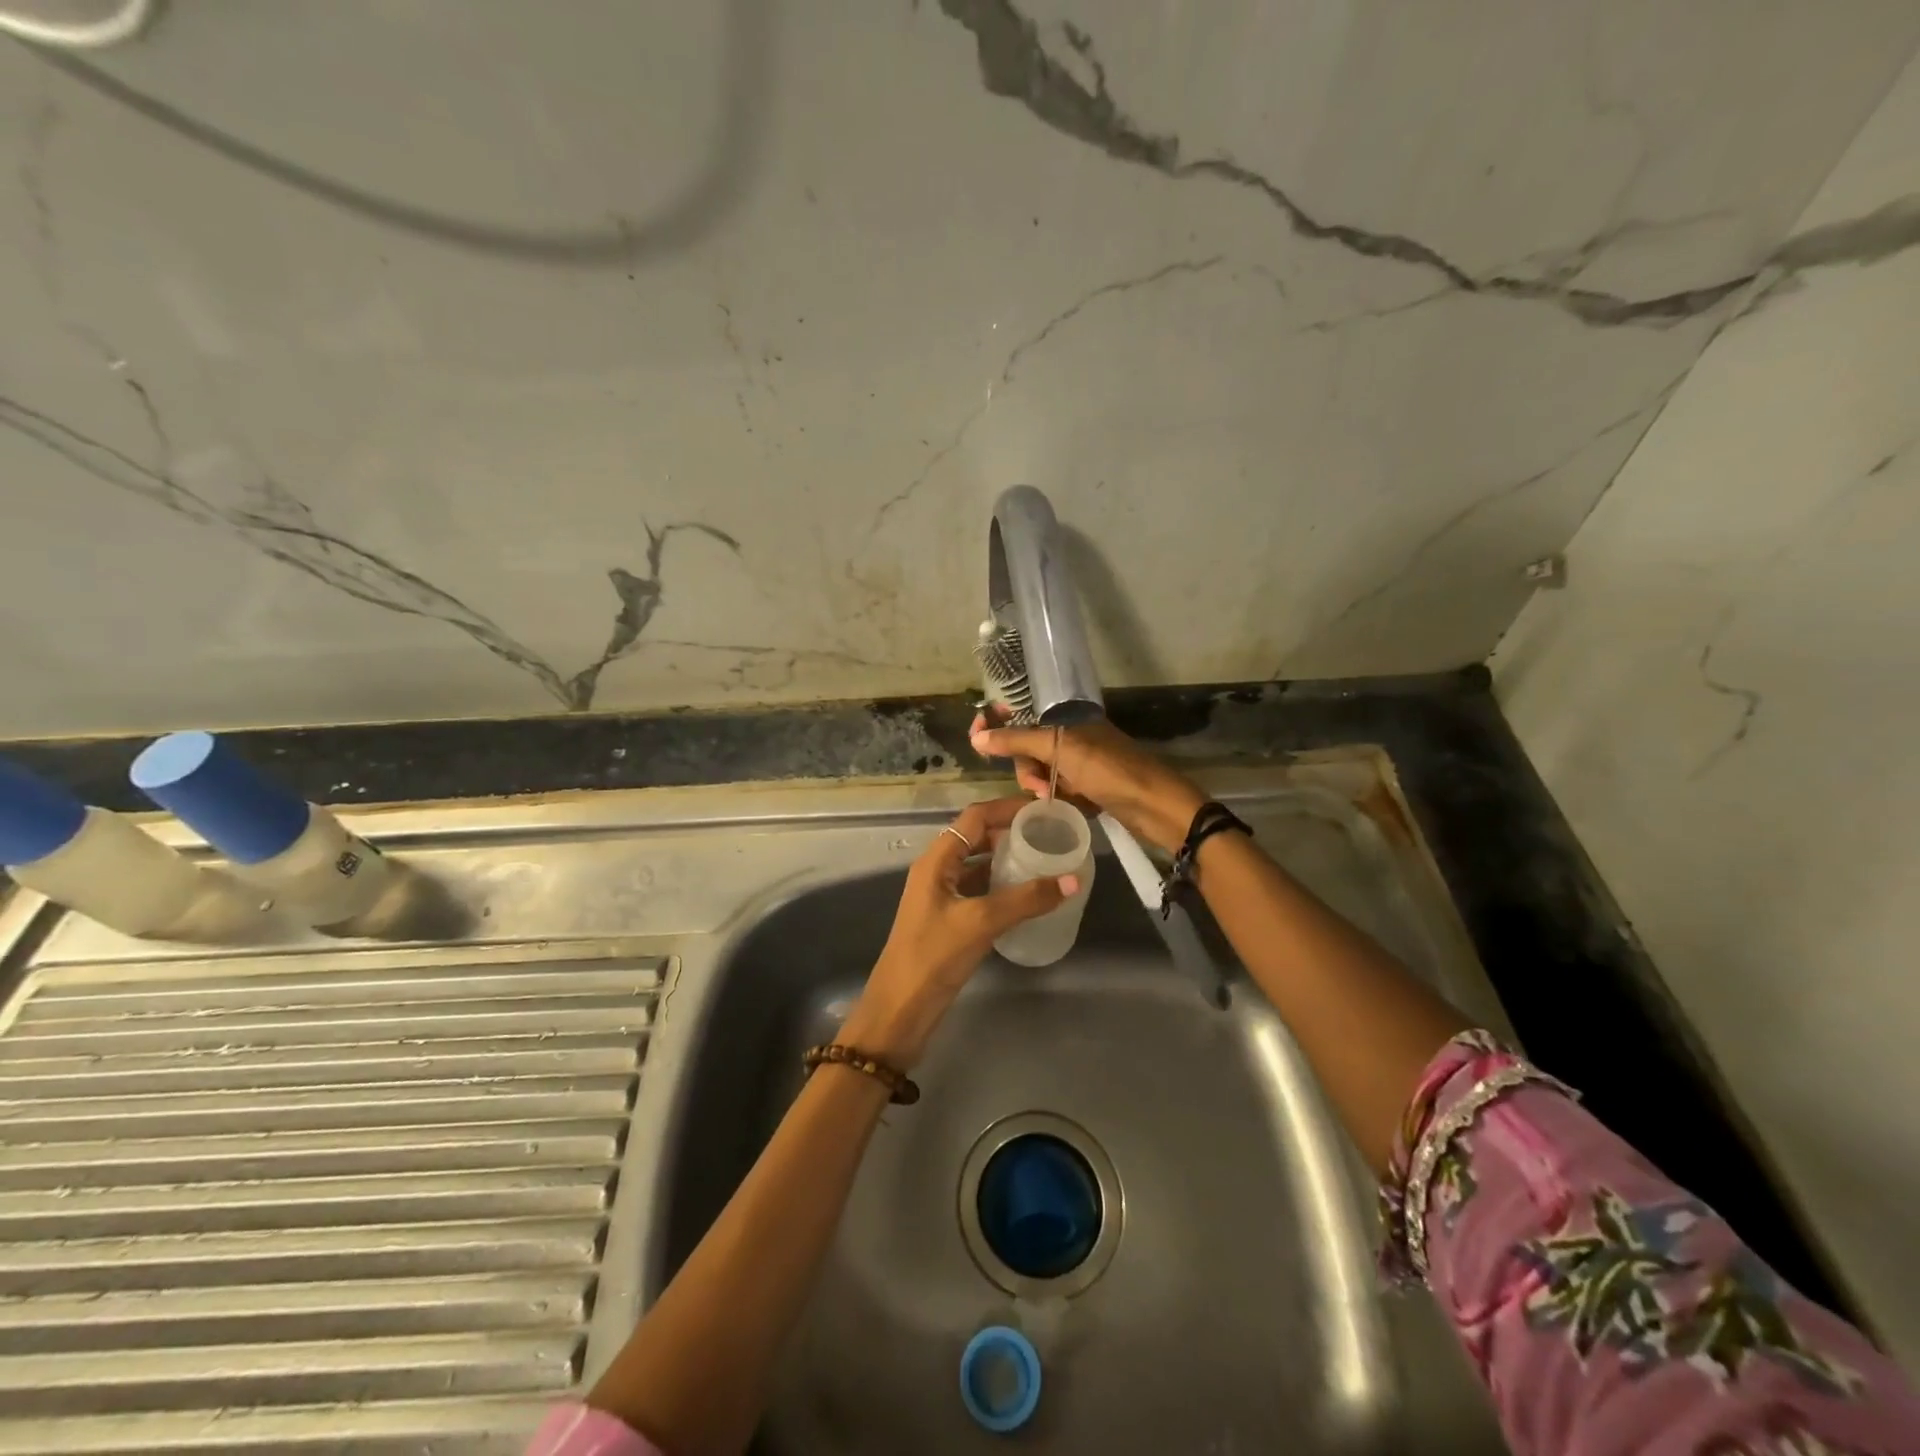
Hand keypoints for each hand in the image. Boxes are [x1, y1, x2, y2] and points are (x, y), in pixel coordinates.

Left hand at [840, 796, 1079, 1069]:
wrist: (900, 1011)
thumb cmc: (933, 957)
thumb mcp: (980, 923)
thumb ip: (1026, 899)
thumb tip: (1073, 879)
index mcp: (936, 861)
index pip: (975, 818)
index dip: (1007, 808)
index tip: (1044, 809)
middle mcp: (937, 871)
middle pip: (976, 838)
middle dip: (1011, 832)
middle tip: (1050, 834)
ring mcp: (942, 897)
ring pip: (978, 865)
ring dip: (1008, 860)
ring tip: (1046, 860)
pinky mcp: (949, 920)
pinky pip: (979, 891)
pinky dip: (1002, 887)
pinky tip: (1028, 896)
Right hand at [969, 714, 1206, 854]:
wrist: (1156, 806)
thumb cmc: (1109, 770)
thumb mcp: (1060, 750)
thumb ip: (1017, 741)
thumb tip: (977, 737)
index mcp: (1068, 719)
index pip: (1023, 714)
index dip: (998, 722)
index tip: (976, 736)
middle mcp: (1073, 737)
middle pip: (1028, 749)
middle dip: (1026, 768)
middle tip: (1038, 786)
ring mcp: (1082, 763)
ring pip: (1041, 773)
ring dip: (1042, 787)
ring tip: (1055, 799)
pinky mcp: (1090, 788)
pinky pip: (1059, 791)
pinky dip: (1059, 799)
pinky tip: (1068, 806)